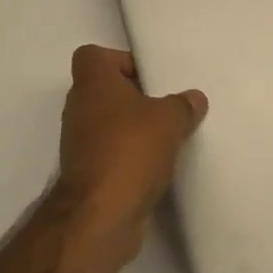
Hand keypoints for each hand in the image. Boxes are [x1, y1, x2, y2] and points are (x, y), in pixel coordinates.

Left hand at [53, 46, 207, 264]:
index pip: (94, 55)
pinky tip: (156, 166)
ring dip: (132, 129)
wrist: (100, 216)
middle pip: (105, 90)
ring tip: (166, 137)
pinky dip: (128, 156)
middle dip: (134, 97)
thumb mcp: (169, 119)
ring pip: (108, 123)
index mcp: (92, 82)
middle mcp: (79, 107)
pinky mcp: (85, 174)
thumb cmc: (130, 150)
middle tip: (164, 106)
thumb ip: (183, 105)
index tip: (148, 78)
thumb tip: (194, 99)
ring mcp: (78, 142)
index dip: (120, 60)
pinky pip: (110, 152)